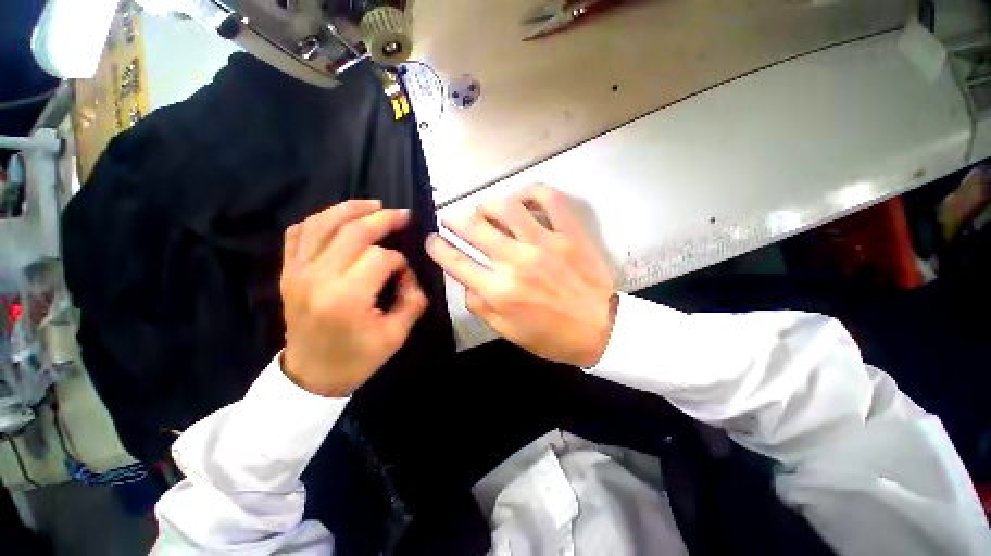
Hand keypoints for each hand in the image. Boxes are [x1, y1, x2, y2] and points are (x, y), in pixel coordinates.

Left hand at [280, 200, 427, 396]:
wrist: (311, 376)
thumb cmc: (357, 359)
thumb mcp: (397, 335)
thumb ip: (412, 299)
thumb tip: (408, 273)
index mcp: (347, 298)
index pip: (380, 258)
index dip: (400, 262)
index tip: (405, 274)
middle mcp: (318, 278)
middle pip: (353, 232)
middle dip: (383, 219)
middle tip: (403, 214)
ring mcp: (297, 272)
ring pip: (322, 223)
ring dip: (350, 208)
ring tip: (374, 205)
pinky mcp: (287, 272)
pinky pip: (297, 233)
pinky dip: (318, 219)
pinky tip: (337, 218)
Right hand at [427, 185, 616, 366]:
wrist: (600, 328)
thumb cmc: (552, 335)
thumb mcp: (507, 331)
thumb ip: (480, 305)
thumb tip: (465, 279)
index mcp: (500, 291)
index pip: (457, 262)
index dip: (438, 248)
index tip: (432, 240)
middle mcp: (517, 262)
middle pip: (474, 228)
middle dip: (453, 219)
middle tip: (449, 218)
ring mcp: (545, 243)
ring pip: (505, 207)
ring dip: (486, 204)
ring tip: (483, 209)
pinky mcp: (569, 232)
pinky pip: (549, 198)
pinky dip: (531, 191)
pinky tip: (521, 198)